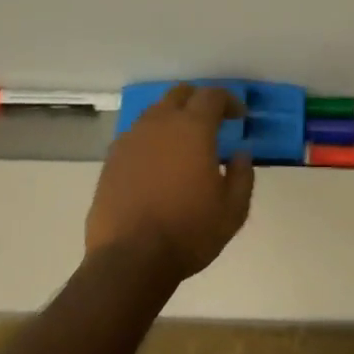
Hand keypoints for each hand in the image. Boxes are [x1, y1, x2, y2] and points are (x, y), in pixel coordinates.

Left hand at [86, 84, 254, 281]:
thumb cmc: (188, 231)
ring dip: (173, 117)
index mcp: (193, 127)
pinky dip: (151, 139)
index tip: (238, 117)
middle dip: (198, 100)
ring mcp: (131, 139)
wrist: (129, 259)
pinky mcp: (112, 159)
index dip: (229, 100)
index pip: (212, 95)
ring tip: (183, 143)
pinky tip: (157, 163)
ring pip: (155, 112)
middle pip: (180, 94)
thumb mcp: (233, 210)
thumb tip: (240, 153)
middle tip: (211, 121)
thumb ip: (242, 175)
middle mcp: (160, 123)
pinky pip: (136, 135)